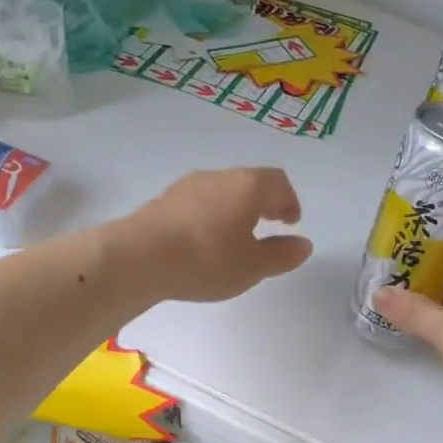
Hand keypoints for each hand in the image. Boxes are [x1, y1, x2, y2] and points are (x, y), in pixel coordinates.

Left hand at [122, 168, 312, 302]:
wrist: (138, 257)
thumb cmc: (206, 259)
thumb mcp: (252, 266)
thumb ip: (281, 255)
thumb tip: (303, 244)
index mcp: (247, 186)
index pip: (278, 182)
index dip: (289, 201)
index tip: (290, 222)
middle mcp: (218, 176)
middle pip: (249, 182)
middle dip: (262, 202)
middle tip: (268, 224)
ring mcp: (187, 186)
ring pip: (221, 191)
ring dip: (234, 209)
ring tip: (235, 237)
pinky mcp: (163, 200)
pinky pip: (197, 202)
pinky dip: (209, 216)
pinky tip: (203, 241)